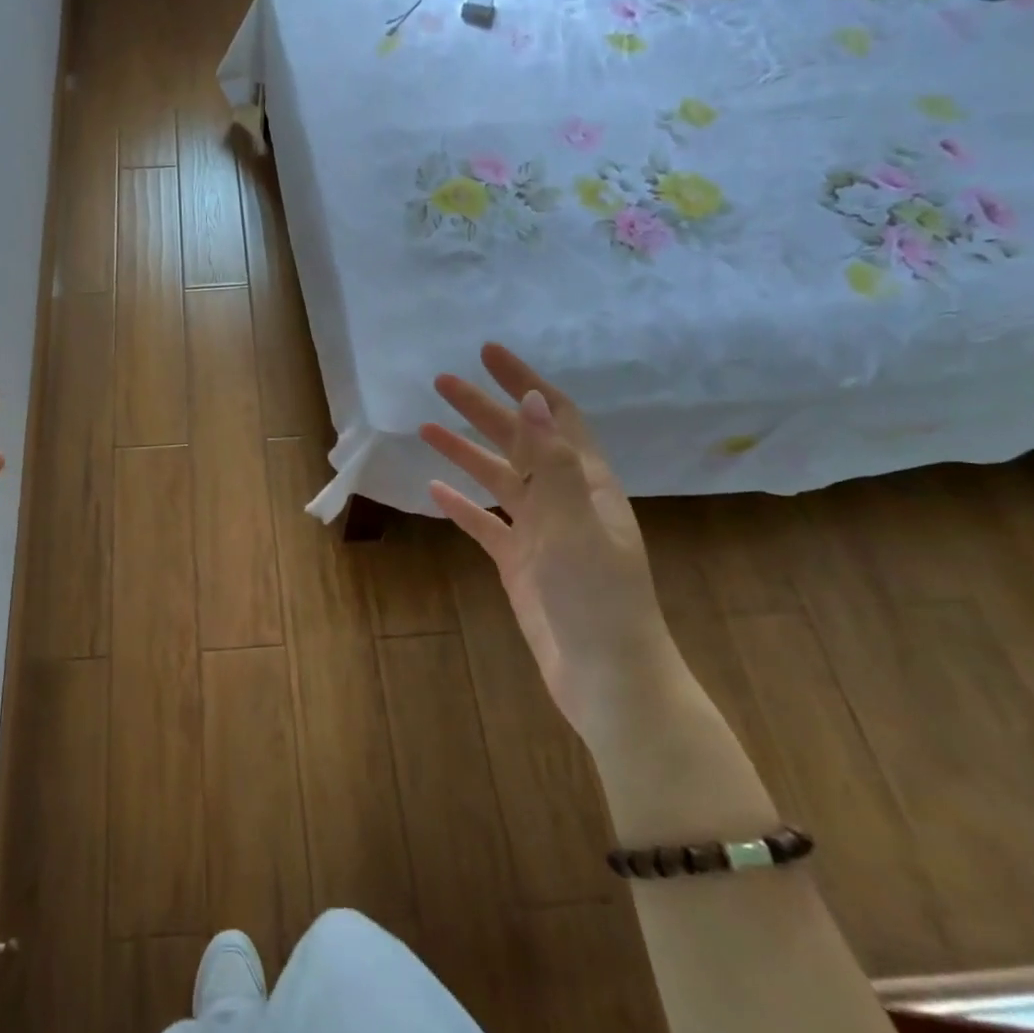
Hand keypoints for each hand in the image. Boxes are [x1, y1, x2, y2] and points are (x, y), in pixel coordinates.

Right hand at [420, 343, 682, 746]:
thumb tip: (532, 400)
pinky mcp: (521, 563)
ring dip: (466, 451)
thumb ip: (552, 464)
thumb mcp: (575, 526)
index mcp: (587, 484)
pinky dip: (462, 504)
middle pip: (519, 441)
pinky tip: (435, 491)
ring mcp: (541, 532)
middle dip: (483, 408)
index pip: (553, 417)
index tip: (488, 353)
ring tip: (426, 426)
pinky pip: (485, 524)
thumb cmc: (598, 599)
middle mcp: (565, 500)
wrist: (607, 679)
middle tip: (441, 382)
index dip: (523, 382)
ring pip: (498, 479)